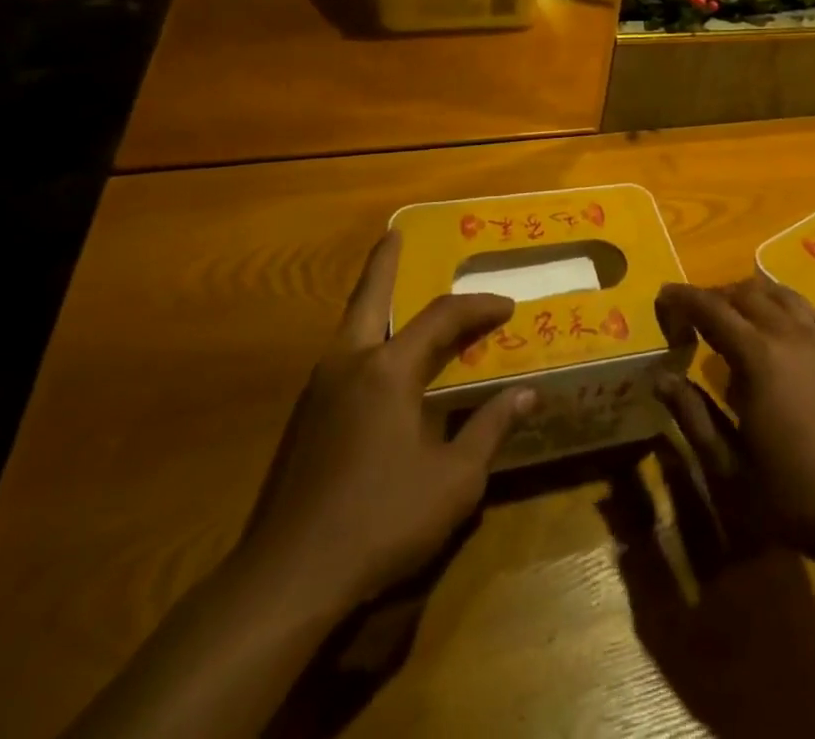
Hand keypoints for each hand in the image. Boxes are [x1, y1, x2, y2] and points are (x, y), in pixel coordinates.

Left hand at [233, 229, 535, 619]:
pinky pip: (342, 360)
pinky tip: (379, 363)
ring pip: (350, 328)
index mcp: (388, 370)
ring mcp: (319, 393)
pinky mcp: (304, 423)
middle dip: (383, 264)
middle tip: (394, 235)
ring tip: (392, 293)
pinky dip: (364, 340)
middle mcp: (349, 365)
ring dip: (371, 302)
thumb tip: (527, 393)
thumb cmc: (381, 520)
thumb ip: (490, 429)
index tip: (508, 306)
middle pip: (368, 298)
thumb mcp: (454, 480)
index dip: (478, 307)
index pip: (442, 318)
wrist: (288, 580)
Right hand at [654, 278, 814, 567]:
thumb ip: (692, 416)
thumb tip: (661, 379)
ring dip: (746, 295)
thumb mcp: (729, 467)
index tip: (662, 296)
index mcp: (758, 357)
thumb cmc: (793, 496)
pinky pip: (803, 308)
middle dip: (713, 296)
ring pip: (777, 293)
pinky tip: (773, 328)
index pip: (712, 309)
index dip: (684, 298)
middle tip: (690, 316)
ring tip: (728, 317)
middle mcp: (790, 334)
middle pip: (744, 293)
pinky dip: (779, 303)